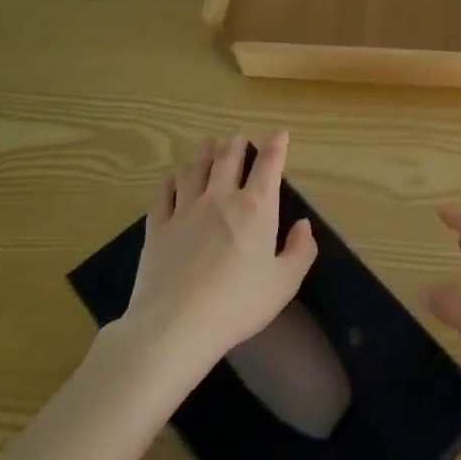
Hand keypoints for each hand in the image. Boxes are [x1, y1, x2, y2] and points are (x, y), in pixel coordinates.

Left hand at [126, 131, 317, 370]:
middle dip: (236, 144)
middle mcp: (220, 199)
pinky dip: (171, 181)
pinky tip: (172, 178)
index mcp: (255, 208)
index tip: (280, 134)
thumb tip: (303, 225)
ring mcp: (185, 211)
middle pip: (228, 160)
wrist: (175, 326)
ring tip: (207, 142)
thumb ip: (300, 251)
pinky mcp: (158, 228)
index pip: (269, 165)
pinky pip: (164, 194)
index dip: (276, 146)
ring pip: (194, 170)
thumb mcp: (284, 283)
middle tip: (238, 135)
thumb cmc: (238, 304)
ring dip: (203, 153)